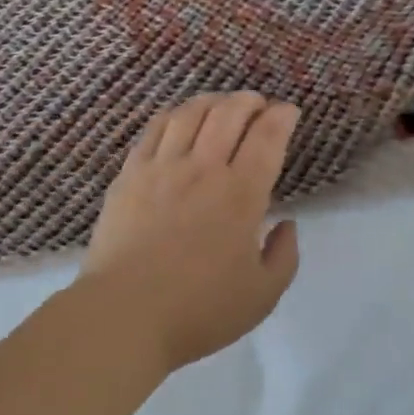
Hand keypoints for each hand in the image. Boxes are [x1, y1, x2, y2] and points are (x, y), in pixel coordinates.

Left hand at [80, 92, 301, 372]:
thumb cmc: (199, 310)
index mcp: (241, 194)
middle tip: (258, 105)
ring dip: (212, 100)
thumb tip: (286, 224)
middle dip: (249, 101)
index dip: (282, 117)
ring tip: (221, 103)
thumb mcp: (262, 295)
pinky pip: (154, 129)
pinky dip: (173, 115)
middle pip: (229, 113)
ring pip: (190, 113)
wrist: (125, 314)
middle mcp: (203, 169)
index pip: (267, 137)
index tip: (288, 111)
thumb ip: (284, 255)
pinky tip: (179, 118)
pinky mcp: (129, 174)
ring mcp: (161, 167)